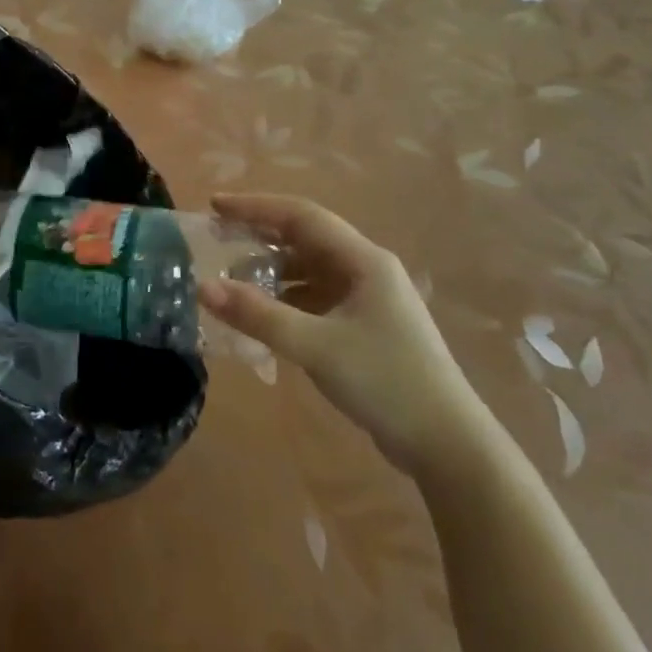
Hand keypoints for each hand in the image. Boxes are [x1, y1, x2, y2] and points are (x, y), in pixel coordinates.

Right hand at [199, 194, 485, 473]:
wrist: (448, 446)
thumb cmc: (386, 382)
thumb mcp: (315, 346)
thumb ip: (258, 315)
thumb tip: (203, 287)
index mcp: (363, 260)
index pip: (301, 216)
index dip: (255, 207)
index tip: (214, 206)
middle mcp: (366, 269)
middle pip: (304, 238)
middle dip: (259, 236)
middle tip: (216, 239)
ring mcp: (368, 299)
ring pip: (309, 270)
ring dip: (271, 270)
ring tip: (230, 279)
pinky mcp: (365, 327)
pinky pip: (315, 298)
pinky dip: (285, 299)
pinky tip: (261, 314)